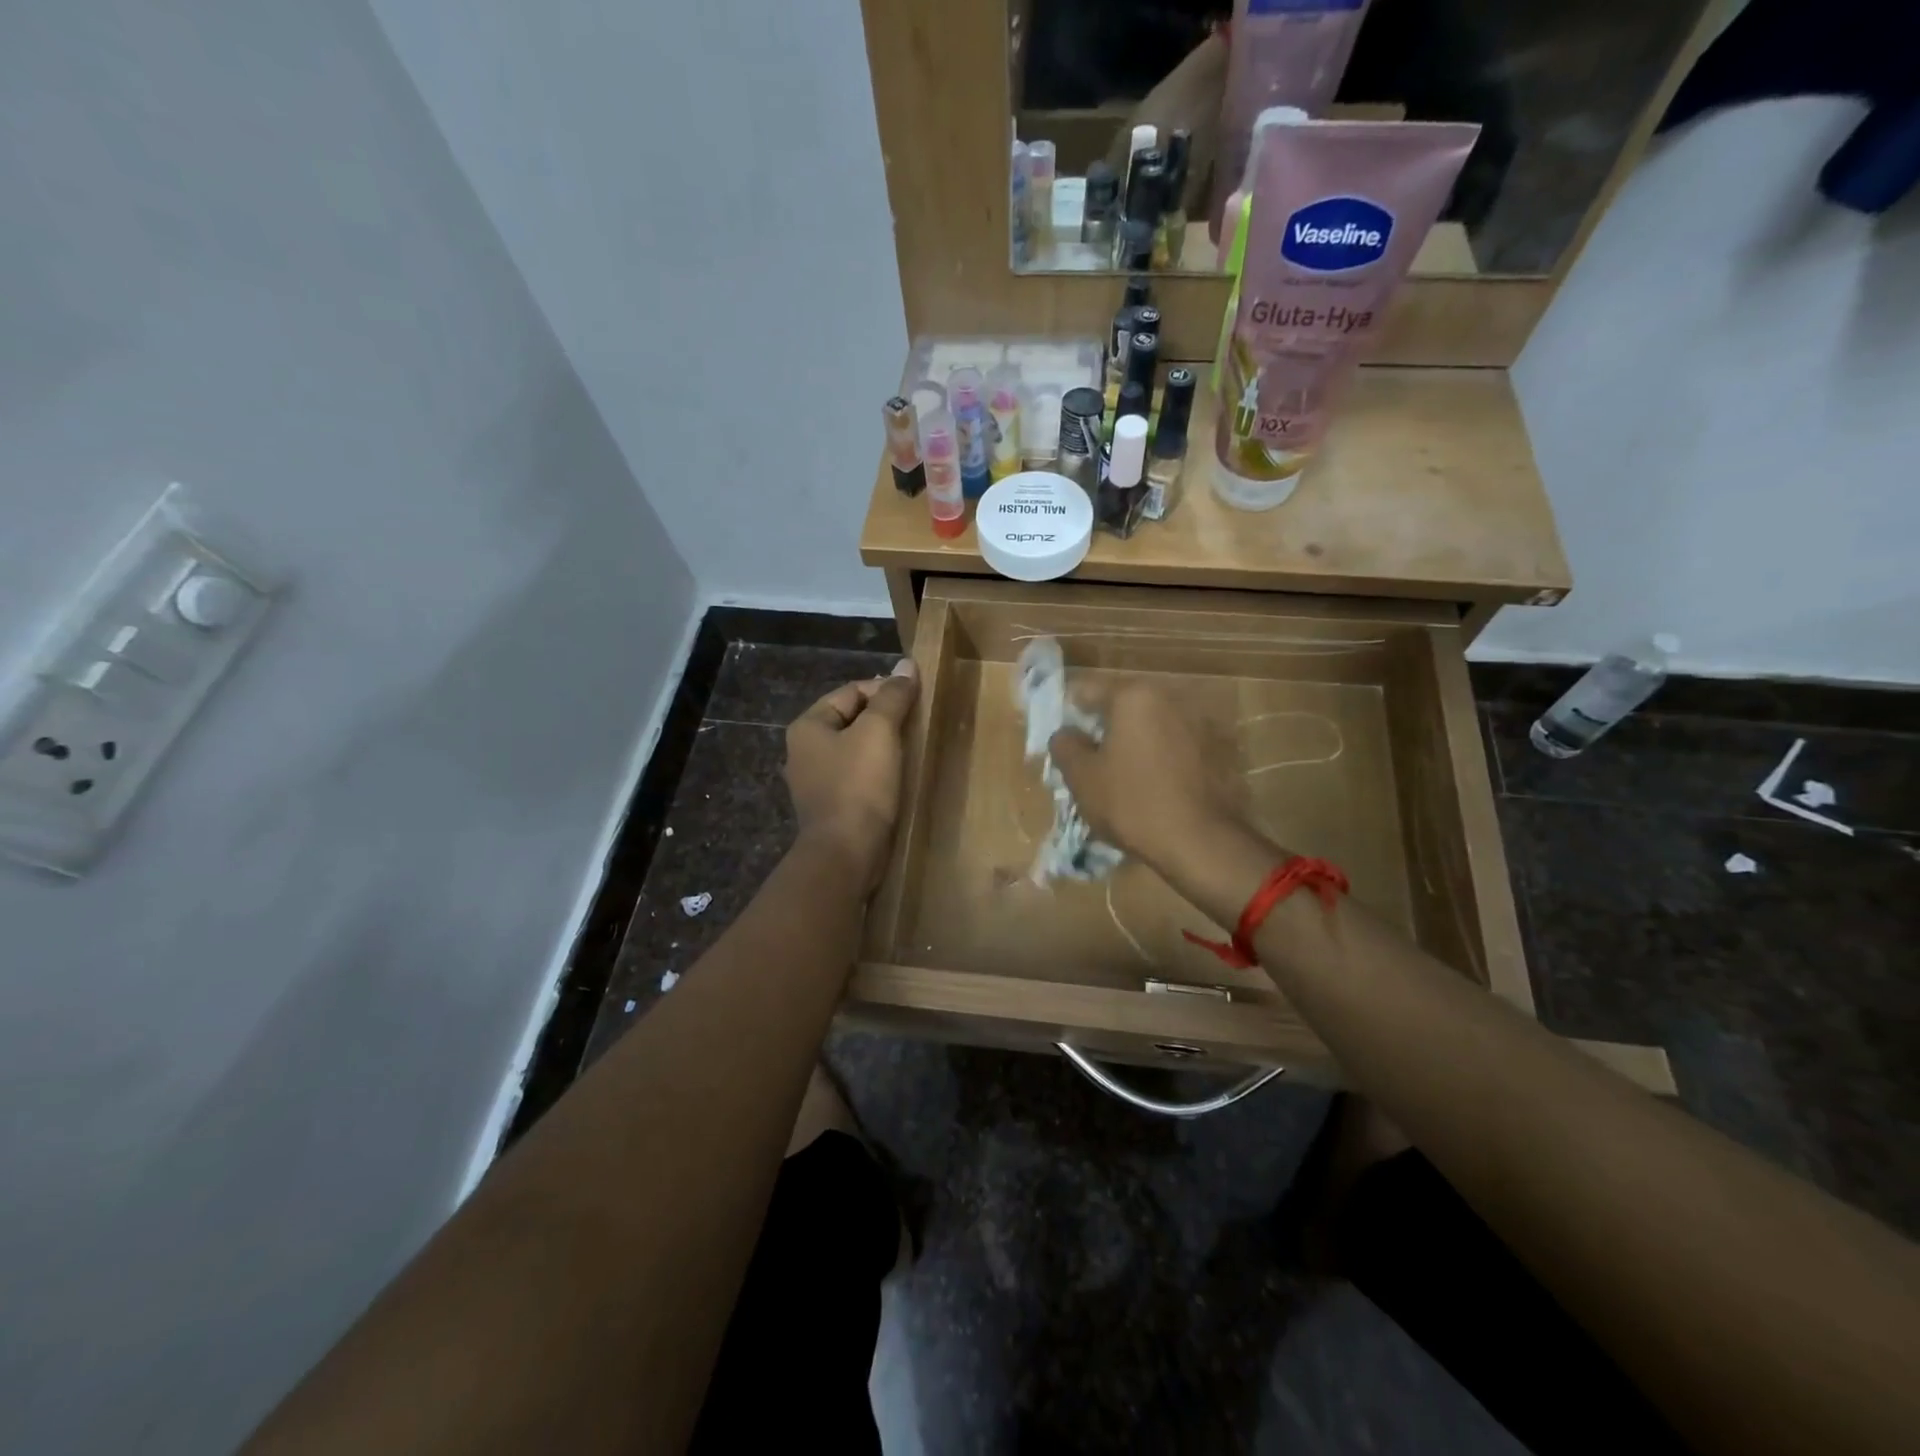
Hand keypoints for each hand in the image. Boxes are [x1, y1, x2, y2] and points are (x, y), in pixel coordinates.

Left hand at [784, 661, 918, 889]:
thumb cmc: (859, 786)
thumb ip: (893, 697)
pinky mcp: (831, 806)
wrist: (845, 853)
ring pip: (855, 749)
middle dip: (885, 718)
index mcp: (808, 726)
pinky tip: (898, 777)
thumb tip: (907, 665)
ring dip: (883, 745)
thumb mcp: (879, 732)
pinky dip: (877, 771)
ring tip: (913, 748)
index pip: (851, 691)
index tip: (916, 700)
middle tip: (918, 723)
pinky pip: (856, 776)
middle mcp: (804, 750)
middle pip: (852, 719)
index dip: (885, 689)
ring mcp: (815, 781)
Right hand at [1048, 682, 1243, 874]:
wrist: (1202, 842)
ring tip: (1123, 778)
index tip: (1064, 741)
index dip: (1069, 715)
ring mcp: (1201, 722)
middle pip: (1124, 707)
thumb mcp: (1082, 778)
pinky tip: (1155, 787)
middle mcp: (1171, 698)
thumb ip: (1065, 746)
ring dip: (1136, 743)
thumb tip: (1066, 734)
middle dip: (1105, 729)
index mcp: (1135, 696)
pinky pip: (1177, 746)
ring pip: (1152, 726)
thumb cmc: (1133, 803)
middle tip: (1091, 762)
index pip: (1087, 691)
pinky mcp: (1220, 750)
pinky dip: (1162, 758)